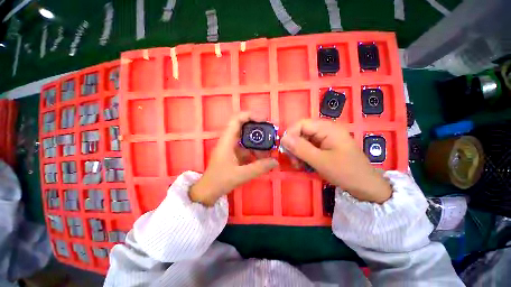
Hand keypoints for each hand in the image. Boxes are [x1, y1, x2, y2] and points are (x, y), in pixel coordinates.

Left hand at [190, 113, 278, 205]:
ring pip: (247, 138)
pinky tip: (263, 157)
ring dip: (258, 142)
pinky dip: (255, 150)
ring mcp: (232, 147)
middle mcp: (229, 141)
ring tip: (270, 148)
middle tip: (271, 132)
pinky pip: (247, 148)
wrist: (208, 191)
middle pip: (244, 127)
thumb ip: (259, 167)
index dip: (250, 115)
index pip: (237, 119)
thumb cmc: (220, 180)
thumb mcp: (241, 174)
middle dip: (258, 128)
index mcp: (227, 141)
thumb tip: (275, 162)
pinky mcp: (235, 154)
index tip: (264, 119)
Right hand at [281, 119, 391, 203]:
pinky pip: (308, 146)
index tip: (285, 149)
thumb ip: (301, 148)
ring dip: (297, 151)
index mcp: (327, 128)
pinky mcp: (325, 145)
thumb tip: (283, 139)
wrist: (365, 186)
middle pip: (301, 131)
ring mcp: (325, 138)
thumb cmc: (345, 172)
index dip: (290, 134)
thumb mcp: (321, 161)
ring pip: (303, 139)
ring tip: (298, 164)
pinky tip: (303, 164)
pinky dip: (303, 154)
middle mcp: (326, 129)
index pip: (301, 124)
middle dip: (294, 145)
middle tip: (292, 160)